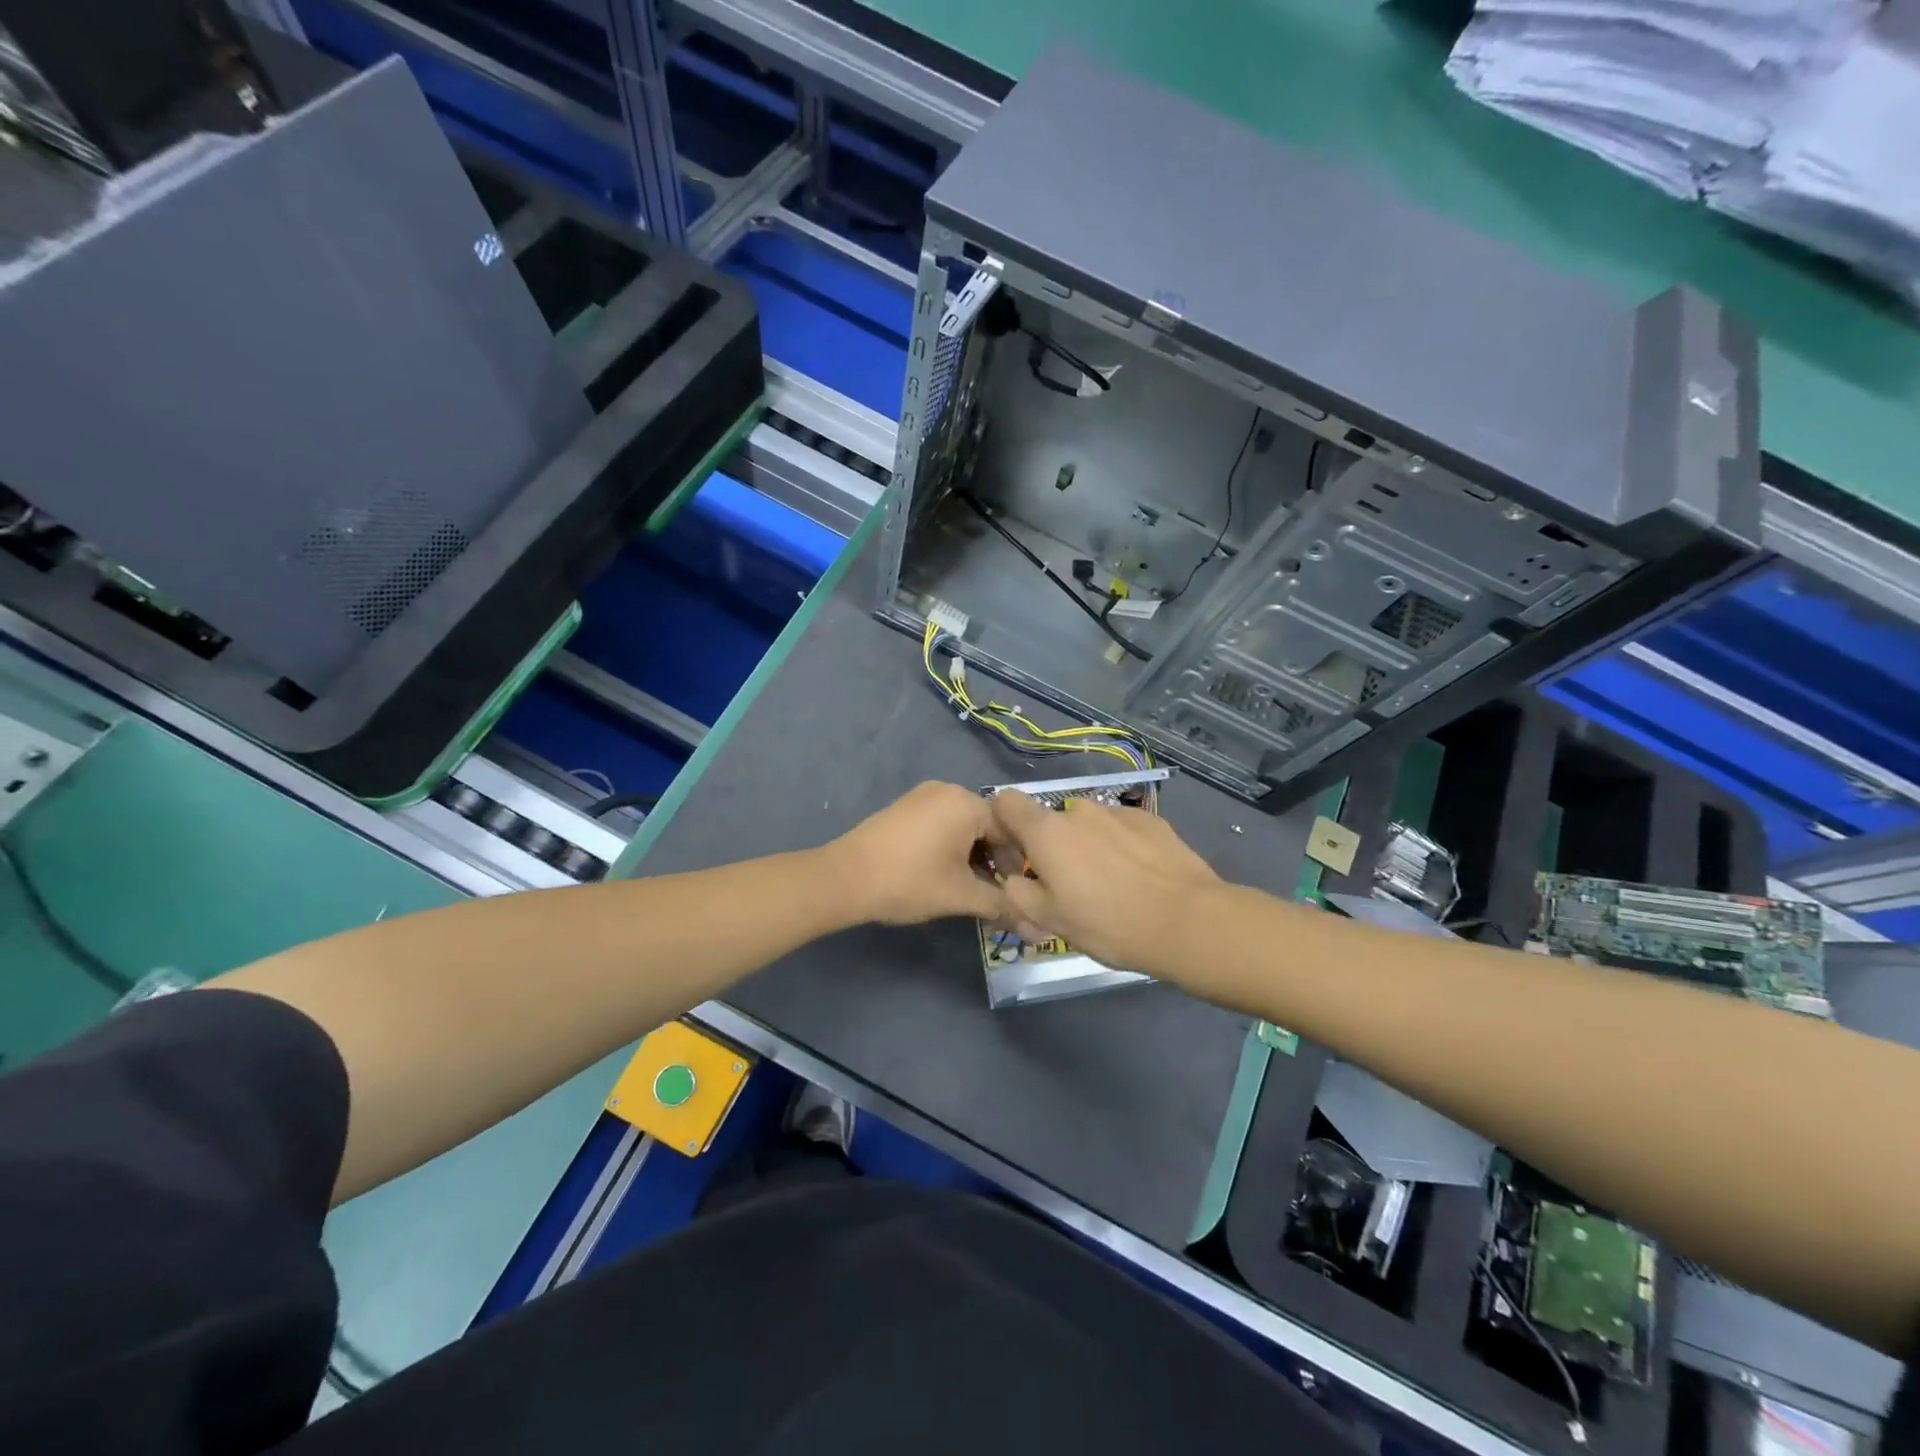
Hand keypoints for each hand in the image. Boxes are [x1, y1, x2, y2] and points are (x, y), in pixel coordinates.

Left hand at [825, 782, 1005, 925]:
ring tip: (973, 888)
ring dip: (975, 856)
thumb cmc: (909, 881)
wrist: (844, 879)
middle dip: (996, 860)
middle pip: (988, 825)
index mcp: (966, 802)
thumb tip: (1036, 928)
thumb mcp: (960, 896)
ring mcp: (923, 796)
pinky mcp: (906, 808)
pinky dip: (953, 847)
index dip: (1019, 863)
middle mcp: (948, 790)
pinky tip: (948, 874)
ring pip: (965, 826)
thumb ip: (1001, 906)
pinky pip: (943, 823)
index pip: (1011, 829)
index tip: (1020, 893)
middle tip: (998, 894)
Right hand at [989, 790, 1220, 977]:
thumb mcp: (1050, 921)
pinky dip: (1122, 848)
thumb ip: (1018, 893)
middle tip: (1072, 888)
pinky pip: (1122, 830)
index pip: (1007, 802)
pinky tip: (1140, 879)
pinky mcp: (1151, 820)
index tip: (1019, 856)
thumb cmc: (1109, 923)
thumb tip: (1014, 877)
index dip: (1005, 824)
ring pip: (1089, 827)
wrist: (1188, 921)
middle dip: (1055, 848)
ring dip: (1090, 848)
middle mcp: (1079, 810)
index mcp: (1047, 831)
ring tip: (1113, 887)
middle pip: (1052, 822)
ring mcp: (1118, 812)